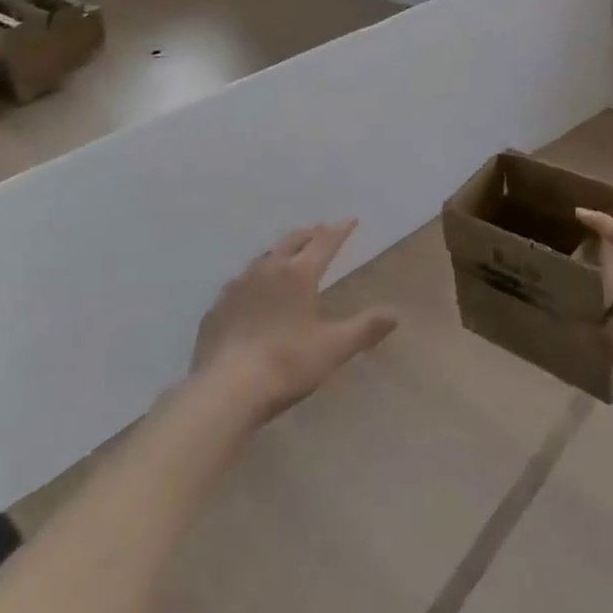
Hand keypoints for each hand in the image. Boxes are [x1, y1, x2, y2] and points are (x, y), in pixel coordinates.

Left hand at [191, 221, 398, 426]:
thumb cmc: (287, 364)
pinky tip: (253, 292)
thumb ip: (364, 328)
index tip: (351, 221)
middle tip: (321, 232)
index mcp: (298, 273)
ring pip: (264, 257)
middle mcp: (268, 269)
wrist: (225, 391)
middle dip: (310, 234)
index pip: (325, 241)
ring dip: (281, 253)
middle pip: (293, 241)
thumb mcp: (333, 348)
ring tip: (288, 257)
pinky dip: (255, 279)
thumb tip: (394, 313)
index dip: (340, 230)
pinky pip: (240, 282)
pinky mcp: (217, 306)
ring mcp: (238, 285)